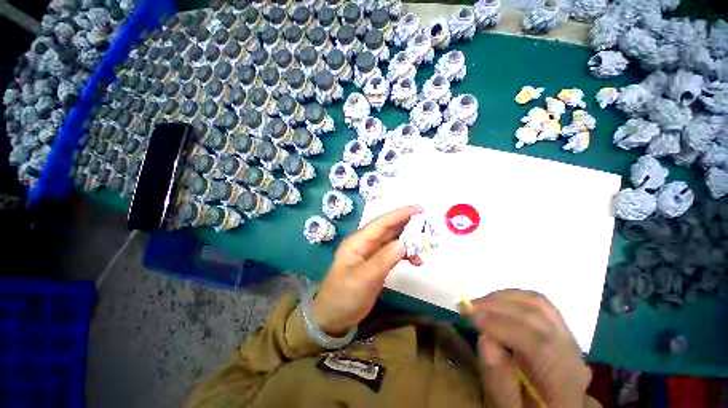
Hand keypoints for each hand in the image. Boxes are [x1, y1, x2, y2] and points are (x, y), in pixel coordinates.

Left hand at [311, 205, 423, 334]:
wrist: (333, 317)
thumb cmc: (343, 296)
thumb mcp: (362, 279)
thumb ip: (383, 260)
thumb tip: (404, 243)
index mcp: (358, 241)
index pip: (382, 223)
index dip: (401, 214)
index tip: (420, 208)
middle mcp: (365, 243)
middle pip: (389, 229)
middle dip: (408, 224)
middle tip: (428, 224)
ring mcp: (371, 254)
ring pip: (393, 241)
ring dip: (409, 241)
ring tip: (425, 245)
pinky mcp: (377, 264)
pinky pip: (394, 254)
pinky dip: (405, 255)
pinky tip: (416, 261)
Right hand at [470, 290, 591, 407]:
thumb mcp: (509, 406)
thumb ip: (498, 377)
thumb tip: (484, 338)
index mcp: (563, 380)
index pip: (537, 344)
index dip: (501, 325)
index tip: (469, 317)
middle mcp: (571, 352)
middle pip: (537, 316)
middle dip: (496, 306)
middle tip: (466, 306)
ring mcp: (568, 336)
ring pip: (537, 303)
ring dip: (502, 297)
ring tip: (478, 303)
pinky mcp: (559, 326)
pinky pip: (538, 302)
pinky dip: (512, 296)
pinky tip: (495, 301)